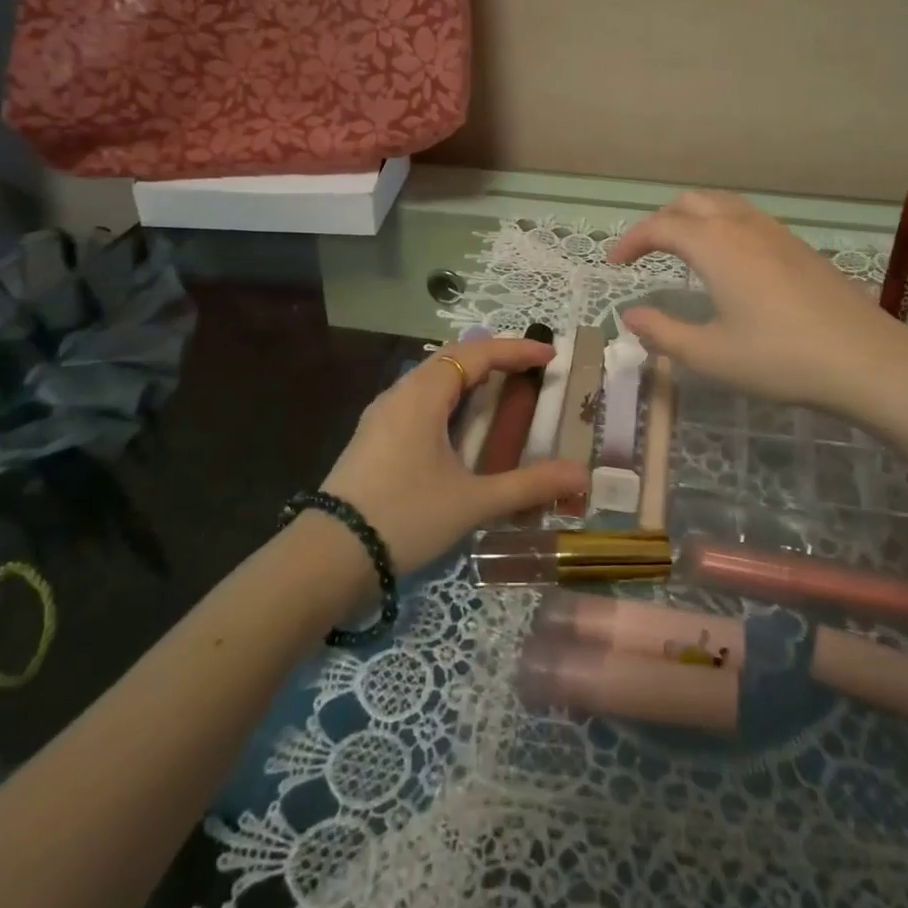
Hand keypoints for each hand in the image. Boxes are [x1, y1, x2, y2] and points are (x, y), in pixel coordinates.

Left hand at [320, 337, 587, 574]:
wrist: (327, 557)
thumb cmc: (405, 517)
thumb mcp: (472, 502)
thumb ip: (529, 486)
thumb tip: (581, 475)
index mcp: (424, 395)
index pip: (478, 354)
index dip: (516, 350)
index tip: (550, 356)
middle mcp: (400, 392)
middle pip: (453, 358)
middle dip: (493, 357)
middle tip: (529, 369)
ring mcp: (382, 414)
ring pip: (432, 378)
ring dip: (468, 376)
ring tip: (499, 389)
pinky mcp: (373, 436)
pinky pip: (418, 398)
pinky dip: (449, 397)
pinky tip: (458, 424)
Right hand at [608, 192, 907, 428]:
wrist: (865, 358)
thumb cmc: (779, 357)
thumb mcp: (710, 355)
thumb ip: (663, 332)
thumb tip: (630, 316)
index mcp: (715, 245)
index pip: (660, 226)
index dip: (632, 240)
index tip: (614, 264)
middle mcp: (742, 226)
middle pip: (691, 202)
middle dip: (660, 221)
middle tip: (645, 253)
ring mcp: (775, 232)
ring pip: (722, 204)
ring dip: (693, 218)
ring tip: (682, 251)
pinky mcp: (798, 245)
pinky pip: (747, 217)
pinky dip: (721, 225)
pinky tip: (729, 261)